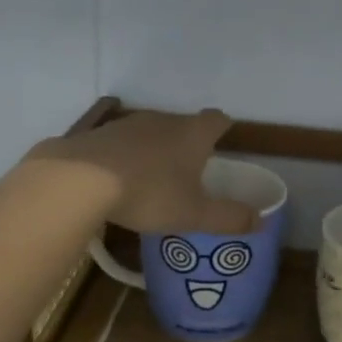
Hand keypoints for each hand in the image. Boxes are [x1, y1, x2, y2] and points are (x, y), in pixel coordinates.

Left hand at [28, 109, 257, 235]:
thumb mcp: (194, 214)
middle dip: (188, 143)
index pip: (217, 120)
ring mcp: (128, 124)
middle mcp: (163, 120)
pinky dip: (126, 156)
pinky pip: (121, 143)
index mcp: (193, 134)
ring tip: (154, 177)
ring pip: (151, 131)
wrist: (80, 180)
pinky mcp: (98, 134)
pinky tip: (119, 178)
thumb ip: (229, 218)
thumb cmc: (149, 193)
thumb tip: (261, 221)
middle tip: (190, 170)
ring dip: (155, 149)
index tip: (223, 141)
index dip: (223, 129)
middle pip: (183, 124)